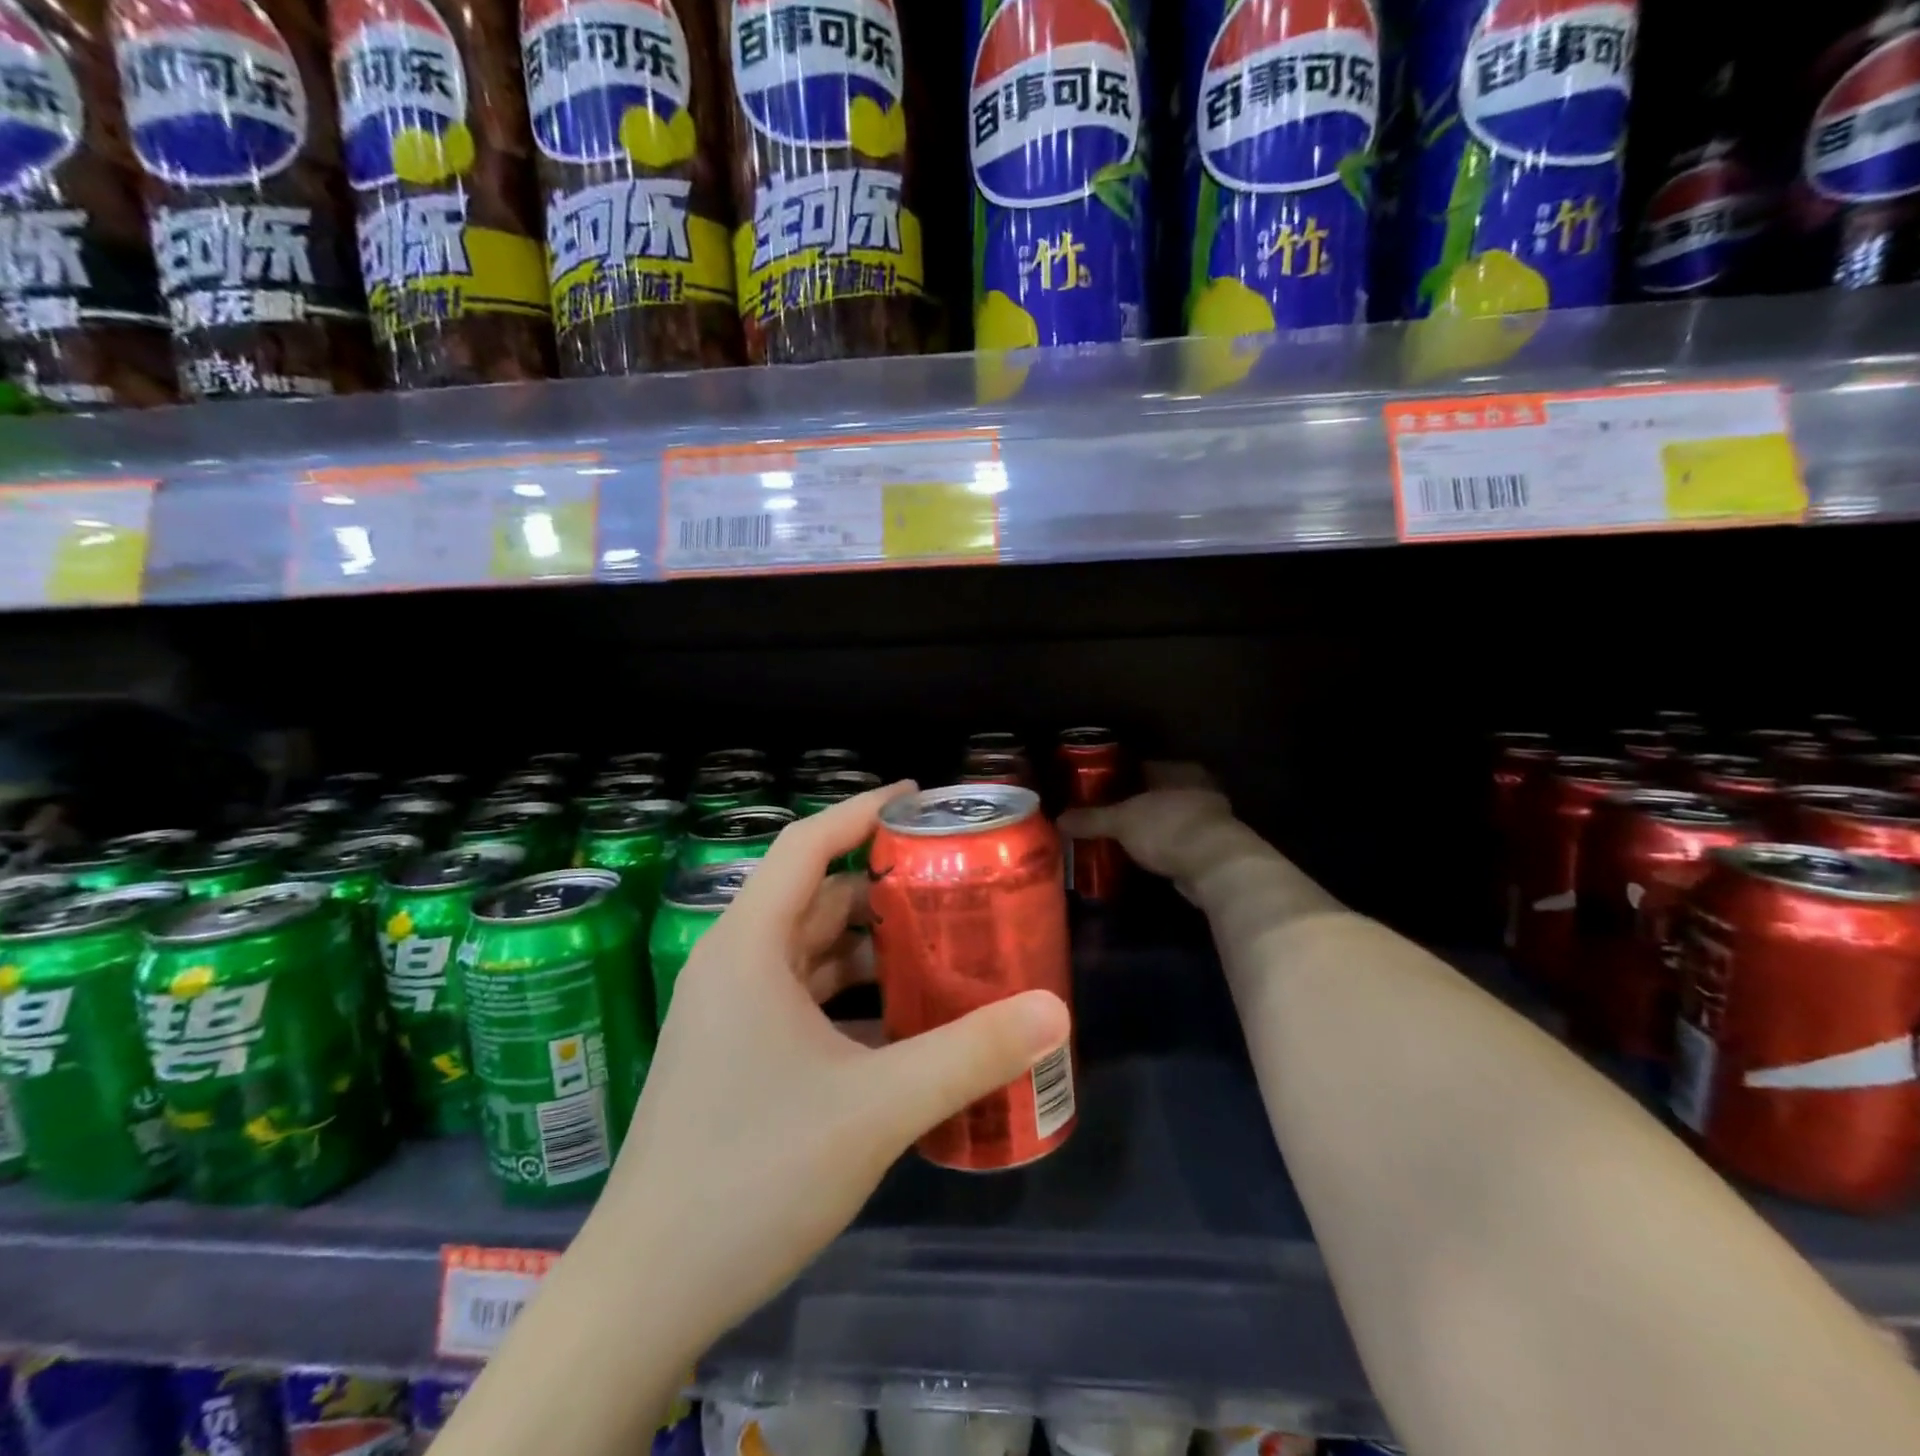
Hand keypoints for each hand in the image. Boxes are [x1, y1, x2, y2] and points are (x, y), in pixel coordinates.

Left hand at [602, 782, 1070, 1354]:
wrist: (648, 1289)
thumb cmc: (754, 1174)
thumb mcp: (876, 1107)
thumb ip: (970, 1054)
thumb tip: (1055, 1010)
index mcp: (750, 946)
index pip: (808, 844)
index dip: (862, 810)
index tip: (919, 798)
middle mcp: (734, 965)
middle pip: (816, 896)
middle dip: (883, 886)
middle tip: (954, 884)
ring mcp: (730, 1013)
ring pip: (811, 951)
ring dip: (871, 946)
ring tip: (942, 948)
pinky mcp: (735, 1056)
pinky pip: (803, 998)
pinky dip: (852, 995)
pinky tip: (903, 1022)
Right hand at [1058, 764, 1237, 884]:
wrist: (1215, 867)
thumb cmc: (1168, 828)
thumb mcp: (1121, 821)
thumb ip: (1091, 819)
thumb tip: (1058, 819)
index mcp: (1179, 770)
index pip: (1143, 767)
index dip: (1119, 777)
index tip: (1098, 789)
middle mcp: (1198, 787)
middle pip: (1157, 792)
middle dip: (1136, 804)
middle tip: (1106, 815)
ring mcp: (1209, 817)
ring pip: (1170, 817)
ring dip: (1152, 827)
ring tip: (1121, 837)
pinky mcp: (1213, 847)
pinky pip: (1179, 841)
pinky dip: (1164, 847)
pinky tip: (1145, 855)